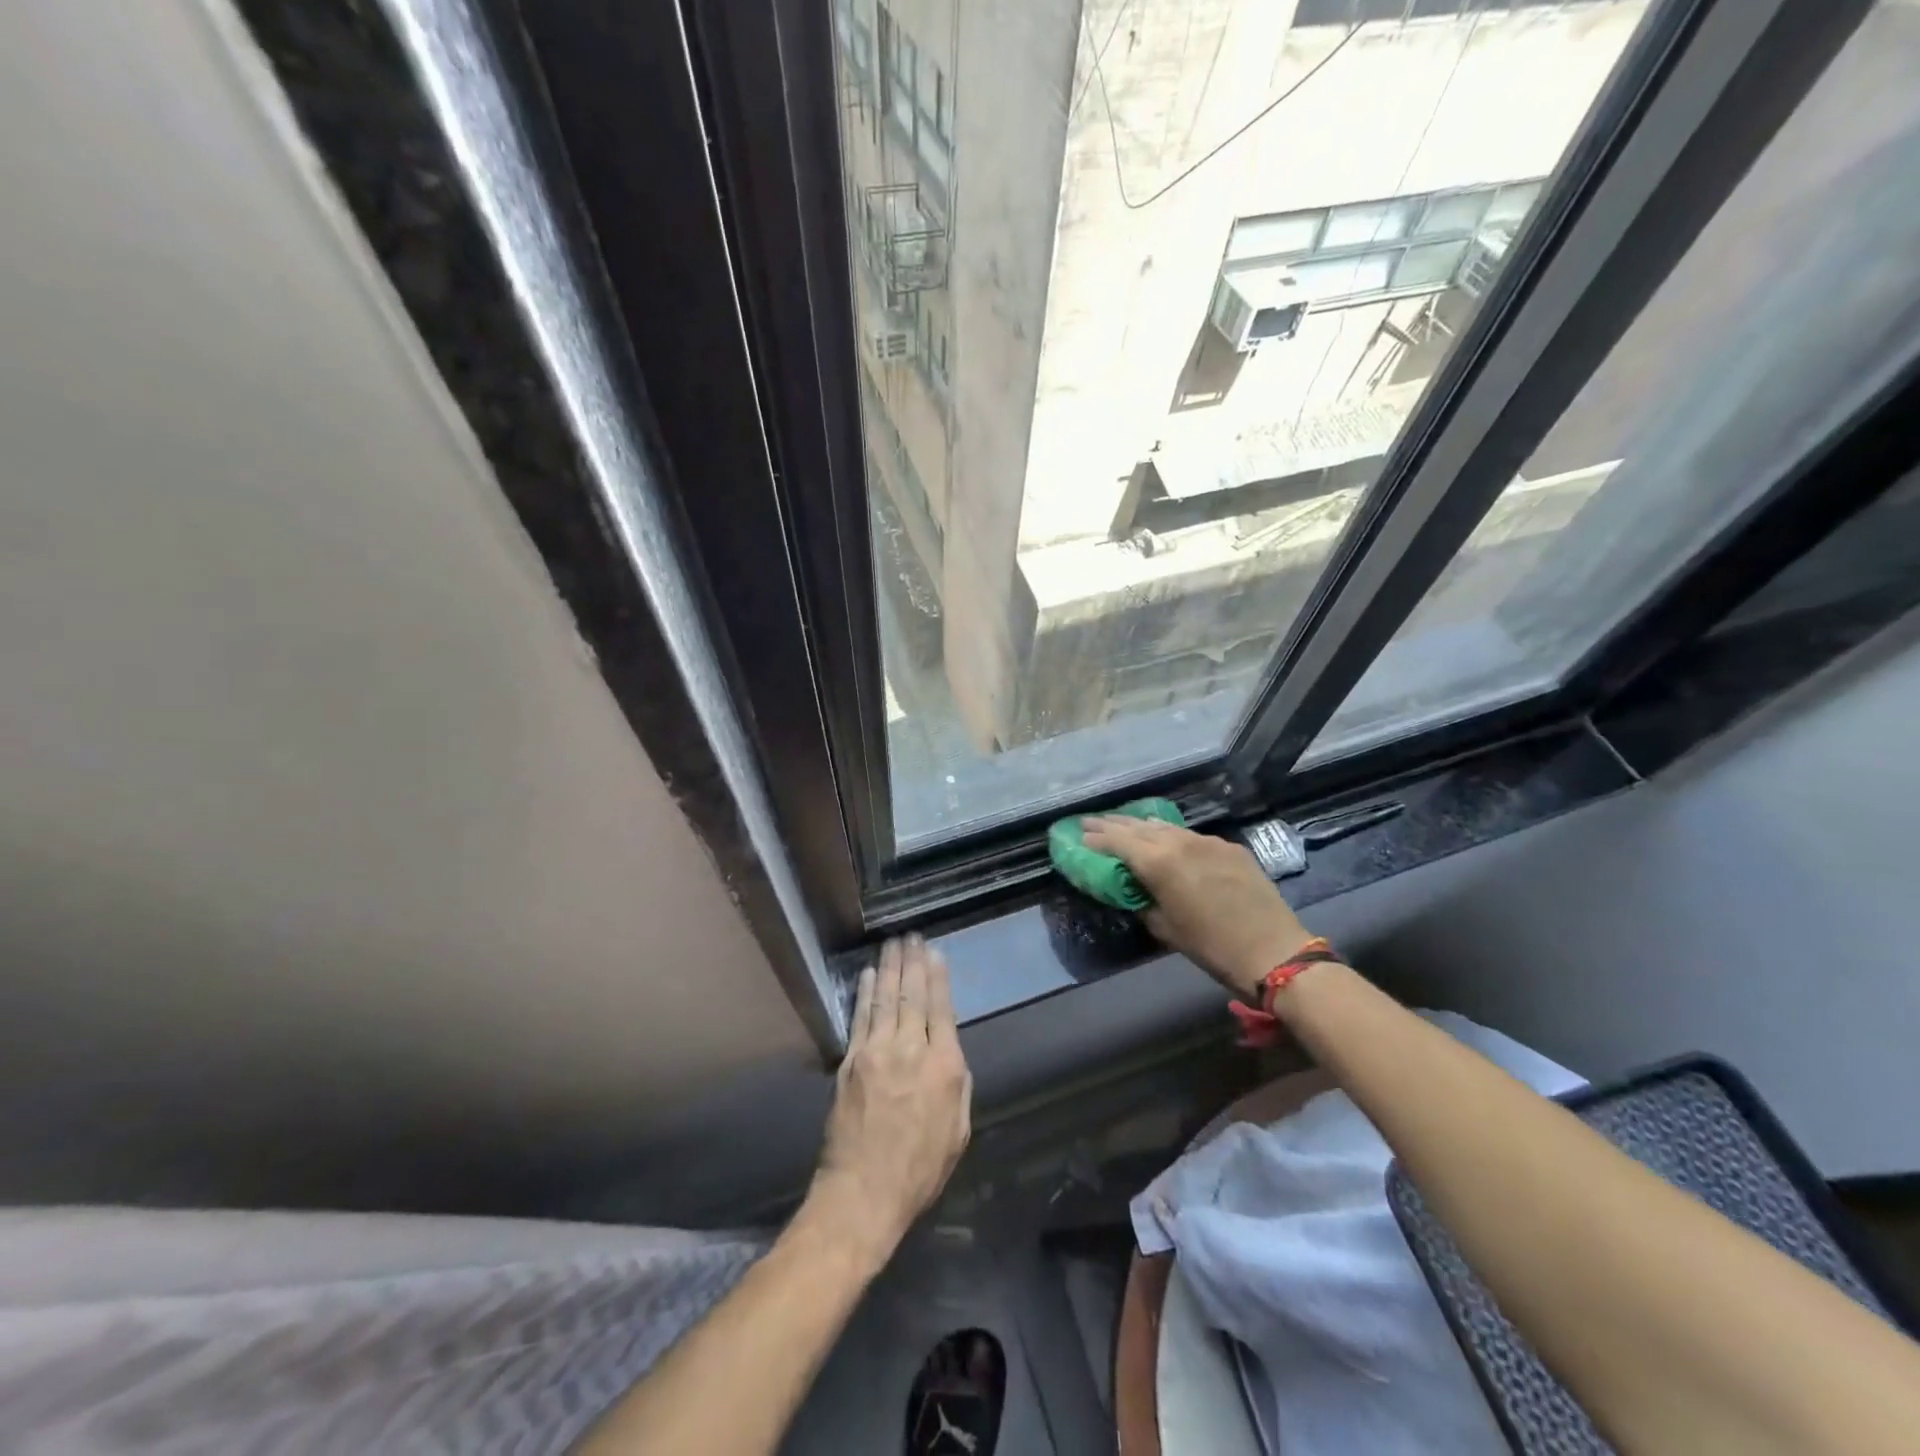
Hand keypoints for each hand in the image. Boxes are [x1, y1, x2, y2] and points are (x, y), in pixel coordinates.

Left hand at [808, 937, 971, 1271]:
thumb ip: (958, 1085)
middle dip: (913, 962)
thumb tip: (951, 1053)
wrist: (863, 1193)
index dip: (938, 978)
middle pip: (913, 996)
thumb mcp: (957, 1132)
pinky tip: (869, 974)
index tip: (935, 953)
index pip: (942, 1010)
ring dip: (891, 968)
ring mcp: (877, 1052)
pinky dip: (865, 992)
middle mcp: (912, 1050)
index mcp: (945, 1067)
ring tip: (893, 943)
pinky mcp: (851, 1061)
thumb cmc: (919, 1169)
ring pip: (886, 999)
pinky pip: (860, 1017)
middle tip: (912, 936)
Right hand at [1080, 816, 1316, 998]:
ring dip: (1141, 825)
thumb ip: (1143, 902)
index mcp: (1159, 862)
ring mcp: (1207, 841)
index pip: (1117, 841)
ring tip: (1124, 825)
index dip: (1096, 838)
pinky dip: (1171, 835)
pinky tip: (1167, 839)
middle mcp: (1180, 842)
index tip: (1078, 835)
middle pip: (1138, 826)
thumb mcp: (1165, 929)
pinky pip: (1191, 835)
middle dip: (1112, 824)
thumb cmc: (1211, 947)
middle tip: (1090, 822)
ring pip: (1166, 826)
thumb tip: (1134, 890)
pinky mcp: (1229, 847)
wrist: (1273, 951)